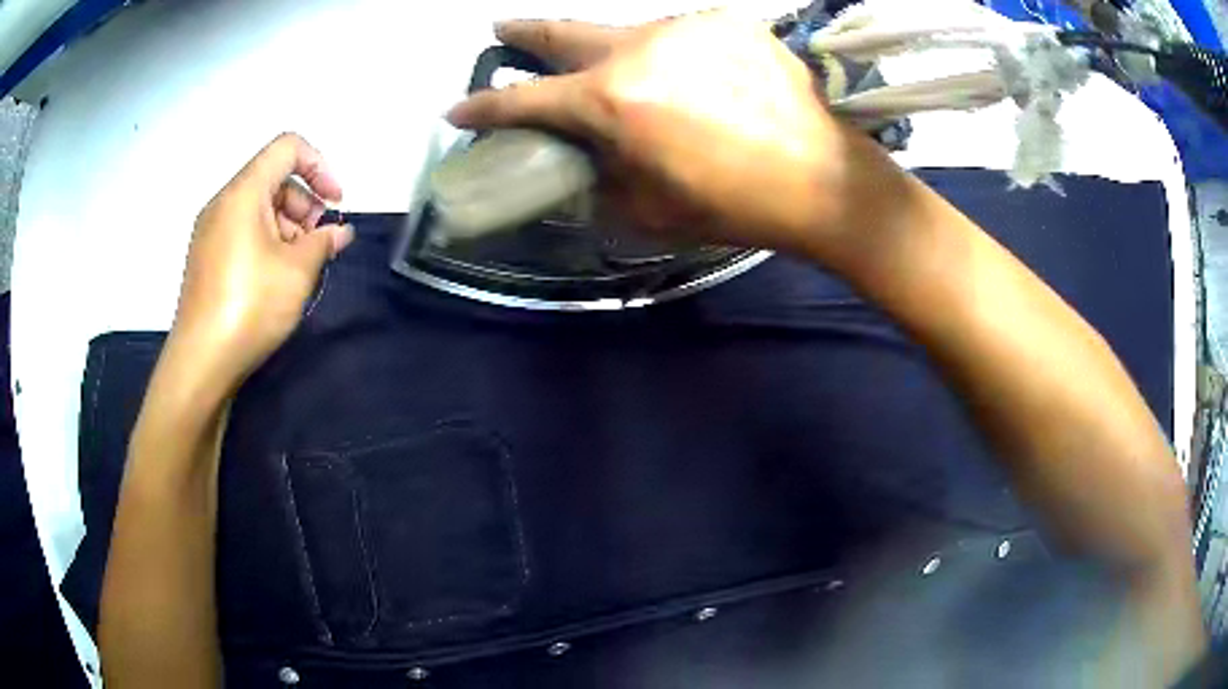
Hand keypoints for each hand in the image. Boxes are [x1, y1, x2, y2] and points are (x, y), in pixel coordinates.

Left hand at [169, 133, 353, 390]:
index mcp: (243, 192)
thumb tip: (339, 232)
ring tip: (300, 265)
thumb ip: (325, 241)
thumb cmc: (250, 307)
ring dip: (288, 225)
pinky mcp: (207, 257)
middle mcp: (223, 203)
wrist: (201, 362)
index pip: (287, 148)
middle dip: (304, 202)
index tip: (335, 202)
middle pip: (273, 177)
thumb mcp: (297, 271)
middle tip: (319, 242)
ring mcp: (211, 231)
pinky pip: (242, 230)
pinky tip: (277, 276)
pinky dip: (267, 240)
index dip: (319, 165)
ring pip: (258, 206)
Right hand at [447, 13, 902, 259]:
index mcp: (612, 100)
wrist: (820, 178)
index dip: (483, 106)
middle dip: (524, 33)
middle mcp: (640, 48)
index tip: (458, 108)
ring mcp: (687, 27)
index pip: (524, 98)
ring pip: (627, 32)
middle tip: (503, 32)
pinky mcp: (728, 22)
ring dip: (611, 51)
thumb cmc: (732, 204)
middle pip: (563, 31)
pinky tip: (687, 78)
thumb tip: (577, 158)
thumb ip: (595, 174)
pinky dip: (668, 54)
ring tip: (622, 75)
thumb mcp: (644, 207)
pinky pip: (679, 34)